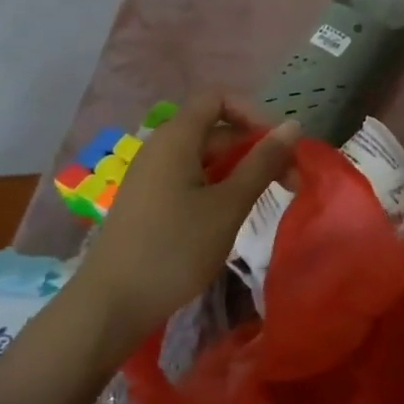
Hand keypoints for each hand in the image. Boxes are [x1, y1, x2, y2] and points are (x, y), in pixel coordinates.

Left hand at [78, 91, 300, 347]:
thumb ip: (262, 163)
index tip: (278, 145)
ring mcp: (151, 176)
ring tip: (265, 201)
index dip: (252, 113)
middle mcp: (160, 147)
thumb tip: (293, 126)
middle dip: (255, 148)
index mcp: (177, 138)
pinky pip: (189, 178)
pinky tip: (231, 216)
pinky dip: (217, 187)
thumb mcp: (229, 205)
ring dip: (239, 171)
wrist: (110, 305)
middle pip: (215, 129)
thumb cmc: (175, 248)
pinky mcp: (147, 202)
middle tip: (289, 184)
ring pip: (204, 157)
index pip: (218, 98)